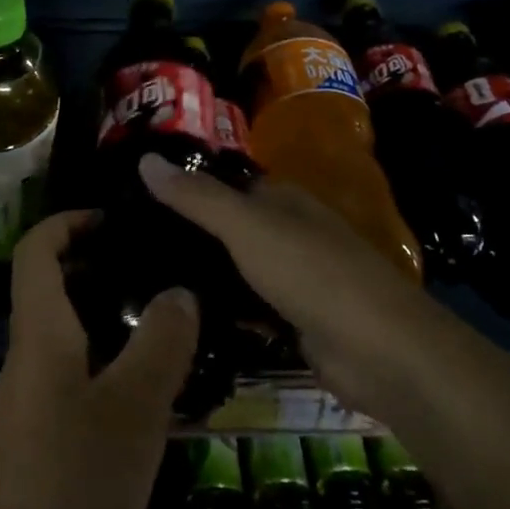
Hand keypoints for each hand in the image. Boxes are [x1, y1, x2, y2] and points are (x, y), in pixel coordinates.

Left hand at [0, 209, 199, 508]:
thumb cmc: (74, 478)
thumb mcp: (133, 407)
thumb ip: (160, 343)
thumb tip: (180, 290)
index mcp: (41, 329)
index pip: (37, 248)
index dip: (69, 221)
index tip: (116, 219)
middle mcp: (31, 350)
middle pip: (54, 283)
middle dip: (100, 263)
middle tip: (158, 266)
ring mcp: (35, 392)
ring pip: (70, 328)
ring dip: (111, 312)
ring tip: (170, 317)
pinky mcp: (46, 427)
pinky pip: (78, 368)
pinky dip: (111, 356)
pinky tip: (156, 382)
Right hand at [139, 153, 412, 407]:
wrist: (380, 350)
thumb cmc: (311, 272)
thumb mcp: (246, 225)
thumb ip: (196, 196)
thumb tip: (144, 158)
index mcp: (282, 199)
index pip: (224, 184)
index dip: (185, 188)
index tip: (135, 199)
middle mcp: (289, 232)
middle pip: (228, 228)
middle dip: (188, 236)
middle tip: (129, 247)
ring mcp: (294, 278)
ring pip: (236, 270)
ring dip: (203, 275)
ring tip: (144, 283)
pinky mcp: (295, 321)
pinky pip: (248, 310)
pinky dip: (223, 312)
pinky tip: (183, 319)